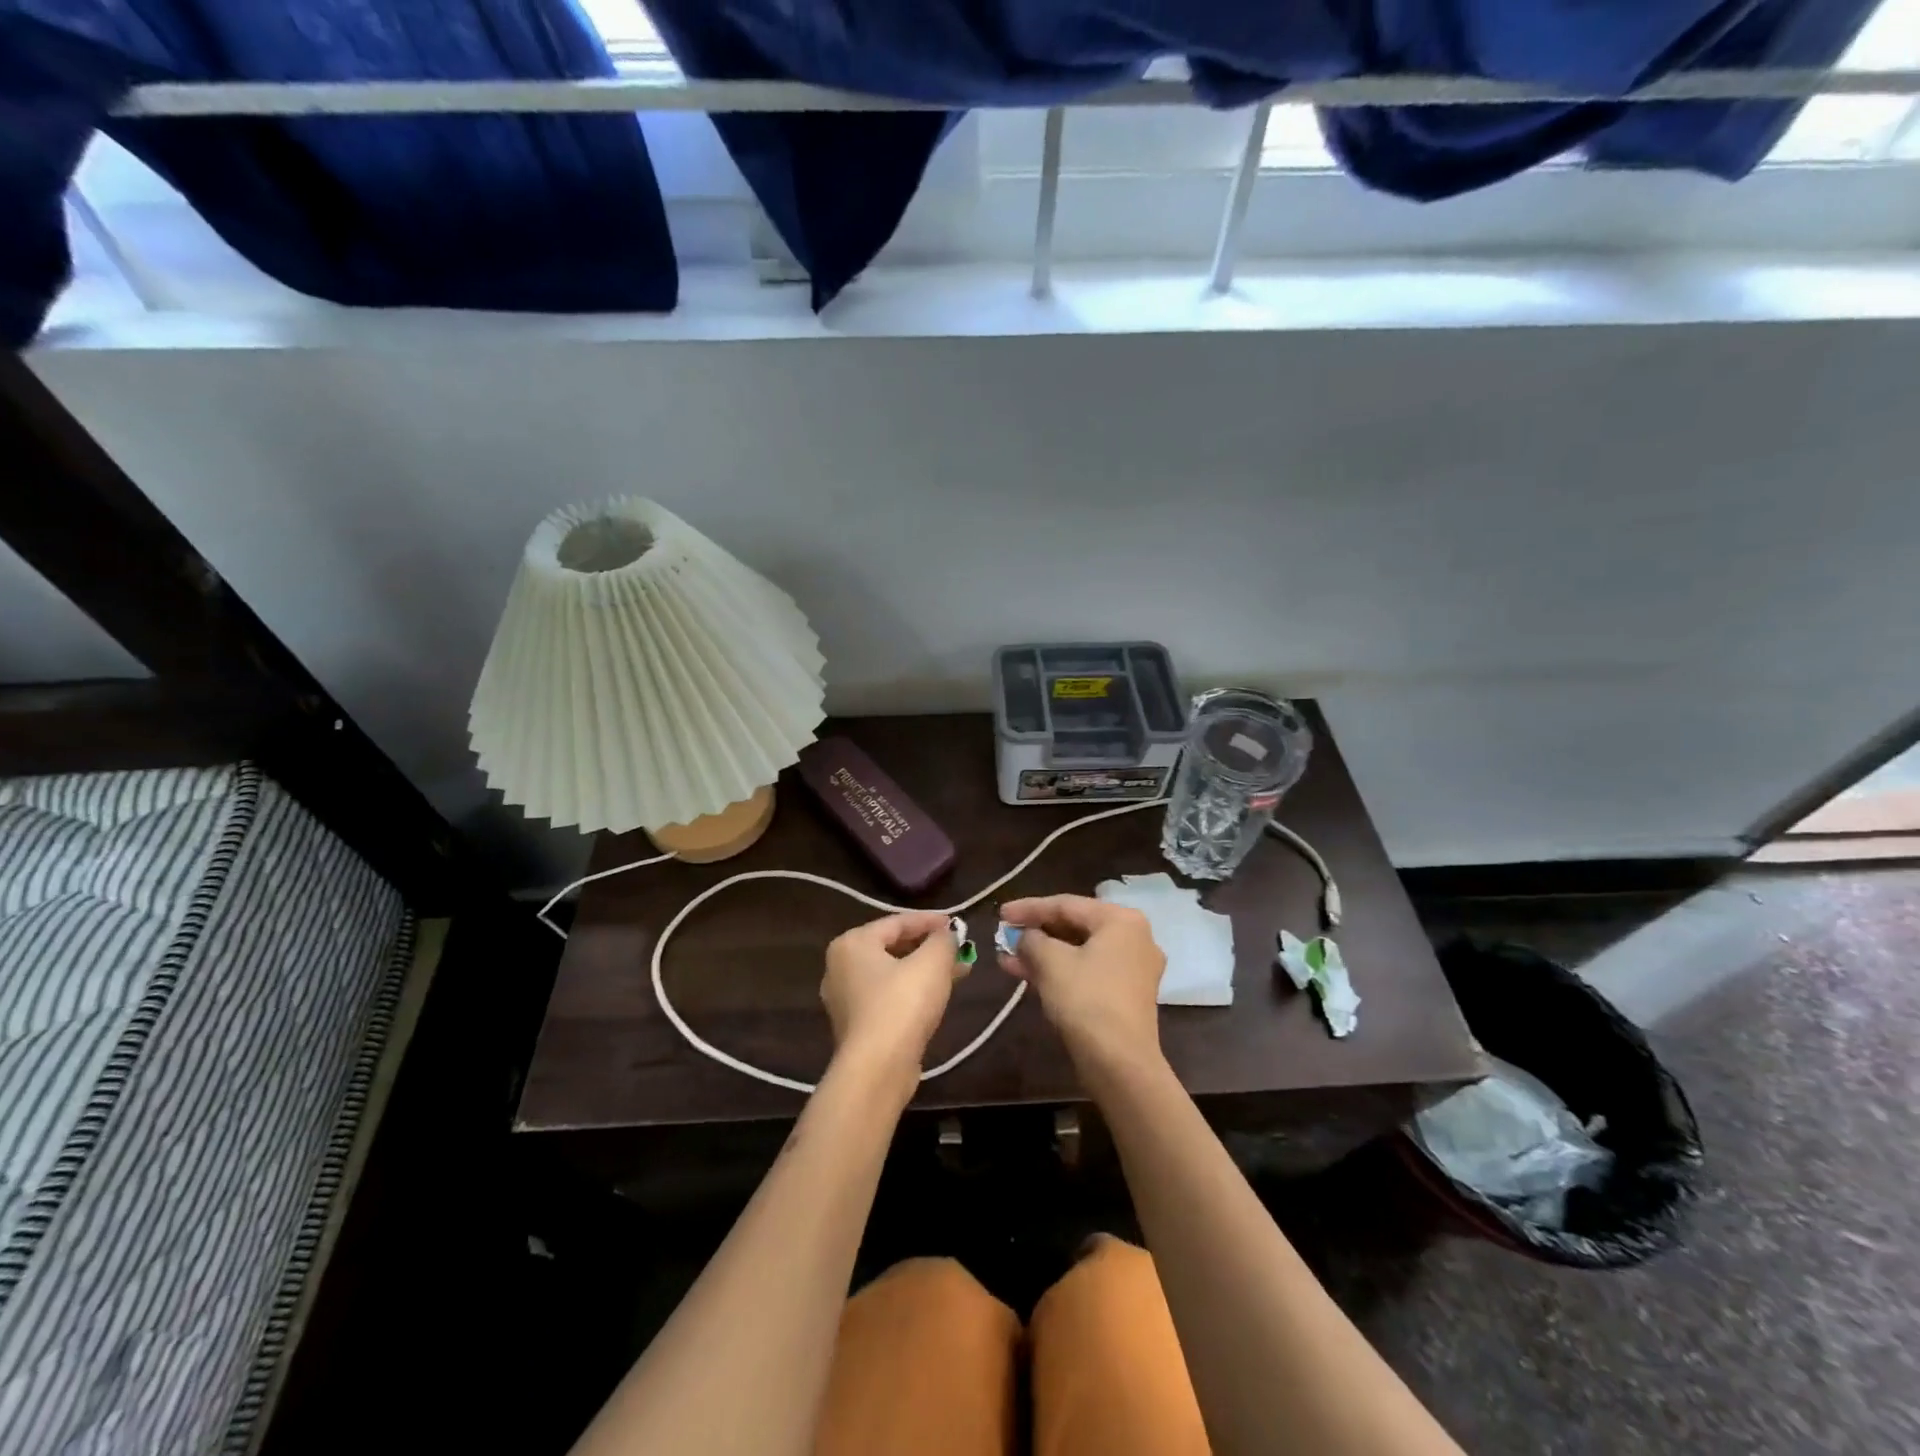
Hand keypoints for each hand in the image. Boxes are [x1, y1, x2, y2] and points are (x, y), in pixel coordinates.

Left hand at [822, 911, 966, 1090]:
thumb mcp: (932, 963)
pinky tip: (938, 996)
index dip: (930, 920)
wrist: (877, 1069)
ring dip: (924, 970)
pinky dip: (912, 991)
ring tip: (957, 971)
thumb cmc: (902, 1004)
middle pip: (892, 947)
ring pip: (892, 974)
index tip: (957, 924)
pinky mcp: (856, 1026)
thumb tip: (948, 934)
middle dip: (928, 947)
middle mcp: (840, 967)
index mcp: (852, 943)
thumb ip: (943, 941)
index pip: (897, 922)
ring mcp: (845, 999)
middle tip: (958, 948)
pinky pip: (888, 997)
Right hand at [998, 894, 1165, 1080]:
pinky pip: (1087, 971)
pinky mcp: (1126, 995)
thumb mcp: (1050, 962)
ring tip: (1007, 958)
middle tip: (1004, 935)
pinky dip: (1059, 971)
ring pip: (1079, 952)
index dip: (1028, 908)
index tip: (1000, 914)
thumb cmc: (1086, 1000)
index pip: (1066, 904)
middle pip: (1074, 927)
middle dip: (1035, 933)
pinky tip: (1026, 976)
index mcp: (1121, 920)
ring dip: (1042, 954)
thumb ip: (1032, 940)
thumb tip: (1025, 937)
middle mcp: (1134, 938)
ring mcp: (1133, 968)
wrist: (1120, 1064)